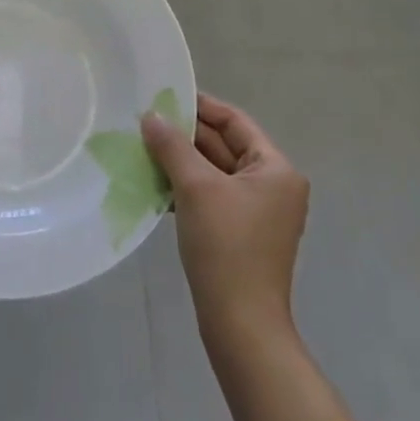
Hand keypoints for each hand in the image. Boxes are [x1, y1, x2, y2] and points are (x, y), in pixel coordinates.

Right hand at [142, 92, 308, 344]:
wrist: (241, 324)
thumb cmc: (226, 246)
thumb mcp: (196, 188)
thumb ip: (173, 146)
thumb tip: (151, 116)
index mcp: (275, 168)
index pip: (235, 121)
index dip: (200, 106)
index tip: (164, 96)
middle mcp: (273, 185)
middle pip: (224, 145)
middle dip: (185, 135)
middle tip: (145, 121)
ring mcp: (258, 212)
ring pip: (215, 172)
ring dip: (182, 161)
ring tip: (144, 148)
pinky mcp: (241, 233)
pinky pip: (212, 196)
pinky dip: (186, 187)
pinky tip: (156, 184)